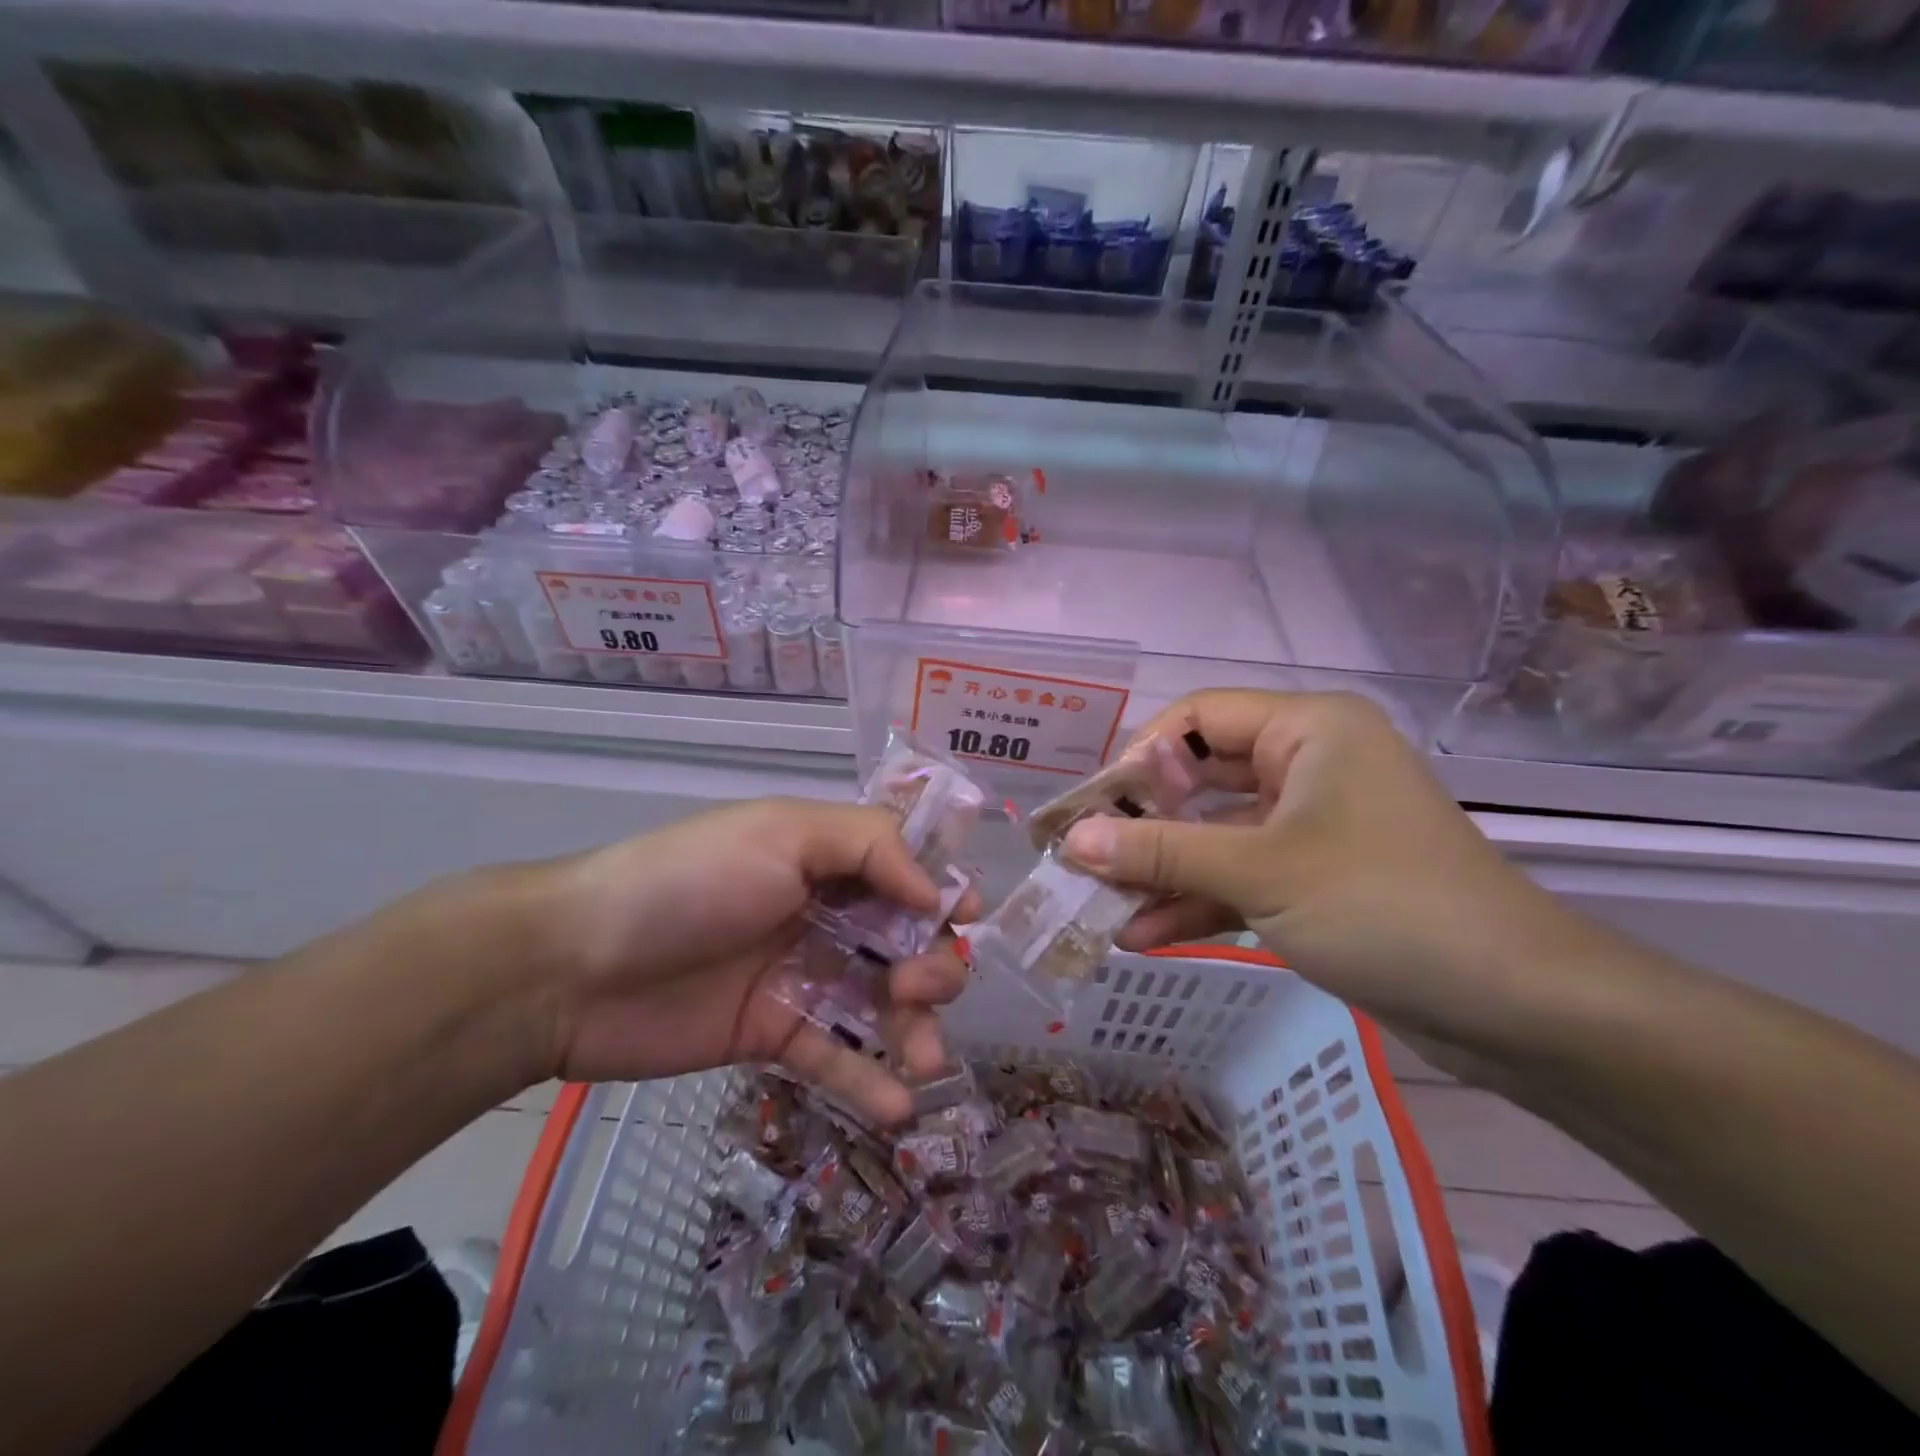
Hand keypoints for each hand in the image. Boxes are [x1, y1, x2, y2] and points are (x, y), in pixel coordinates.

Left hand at [531, 798, 973, 1123]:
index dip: (943, 893)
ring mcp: (802, 978)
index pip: (906, 871)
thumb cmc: (691, 881)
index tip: (965, 919)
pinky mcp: (775, 1036)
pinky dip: (871, 1082)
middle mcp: (824, 915)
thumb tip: (938, 891)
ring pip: (882, 1004)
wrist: (577, 966)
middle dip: (933, 965)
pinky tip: (899, 1106)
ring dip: (917, 1029)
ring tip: (926, 1058)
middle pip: (906, 942)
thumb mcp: (783, 834)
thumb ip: (869, 846)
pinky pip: (836, 1058)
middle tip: (918, 987)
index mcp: (827, 860)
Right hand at [1060, 690, 1574, 1063]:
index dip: (1139, 756)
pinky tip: (1142, 936)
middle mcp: (1306, 764)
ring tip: (1100, 907)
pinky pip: (1241, 876)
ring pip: (1216, 835)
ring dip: (1162, 872)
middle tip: (1084, 858)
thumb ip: (1160, 852)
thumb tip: (1072, 841)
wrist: (1518, 1006)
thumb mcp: (1260, 872)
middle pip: (1200, 779)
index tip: (1093, 807)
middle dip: (1142, 823)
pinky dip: (1197, 902)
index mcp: (1307, 730)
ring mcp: (1310, 824)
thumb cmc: (1384, 905)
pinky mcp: (1314, 877)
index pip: (1197, 717)